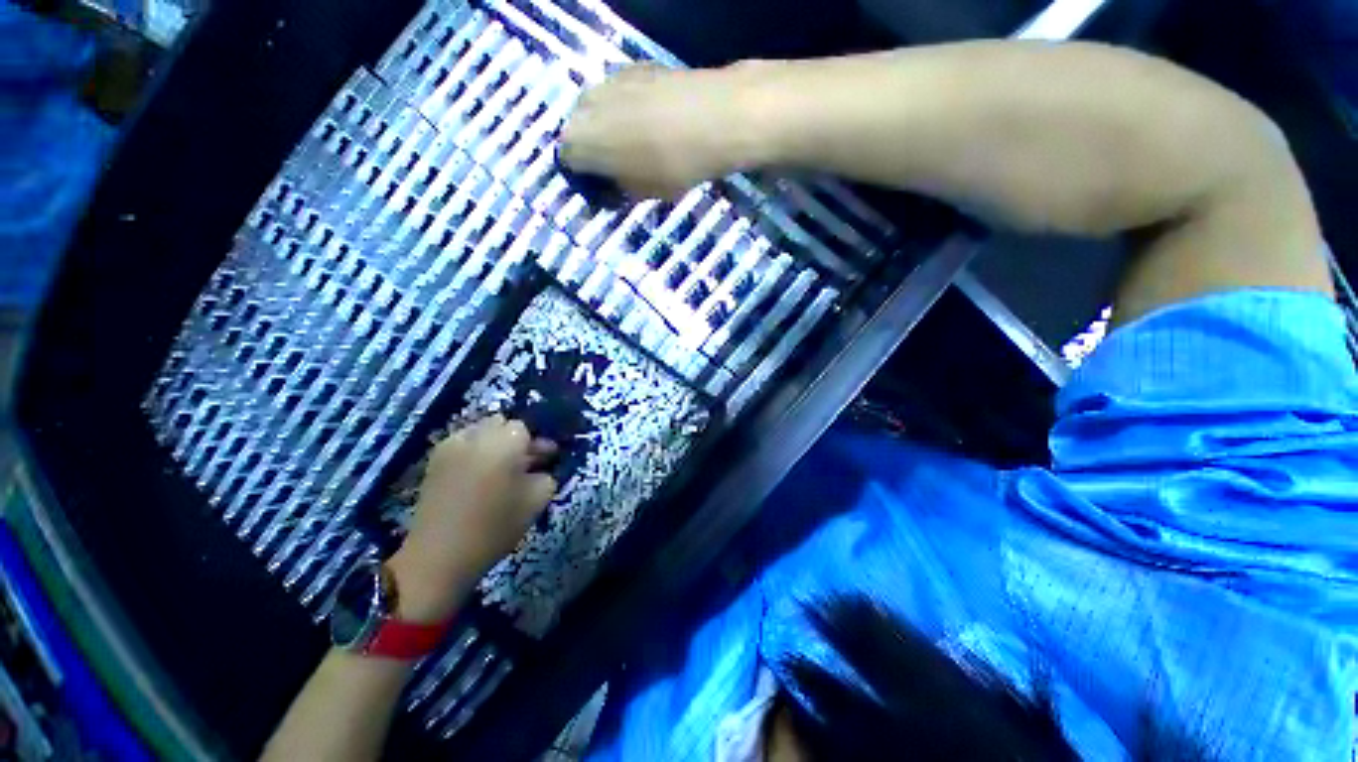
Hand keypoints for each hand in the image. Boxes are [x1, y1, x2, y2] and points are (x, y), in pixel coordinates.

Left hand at [388, 416, 557, 621]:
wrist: (439, 556)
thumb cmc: (495, 526)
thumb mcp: (537, 500)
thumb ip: (547, 475)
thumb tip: (542, 467)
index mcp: (505, 441)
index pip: (526, 428)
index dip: (537, 443)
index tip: (546, 460)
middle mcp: (477, 435)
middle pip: (502, 423)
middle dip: (515, 439)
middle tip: (524, 463)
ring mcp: (451, 446)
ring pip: (481, 431)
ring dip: (494, 444)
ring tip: (500, 470)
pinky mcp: (434, 461)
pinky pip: (462, 444)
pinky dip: (474, 452)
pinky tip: (478, 476)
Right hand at [559, 63, 764, 199]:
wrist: (712, 118)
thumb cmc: (670, 167)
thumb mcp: (641, 192)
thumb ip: (618, 189)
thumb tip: (613, 187)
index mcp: (579, 142)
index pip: (569, 163)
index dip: (587, 179)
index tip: (606, 190)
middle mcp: (584, 105)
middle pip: (581, 132)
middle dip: (597, 151)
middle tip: (621, 168)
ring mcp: (608, 80)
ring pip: (601, 111)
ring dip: (612, 128)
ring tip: (639, 145)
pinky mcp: (633, 66)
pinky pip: (621, 95)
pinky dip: (629, 110)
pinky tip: (653, 122)